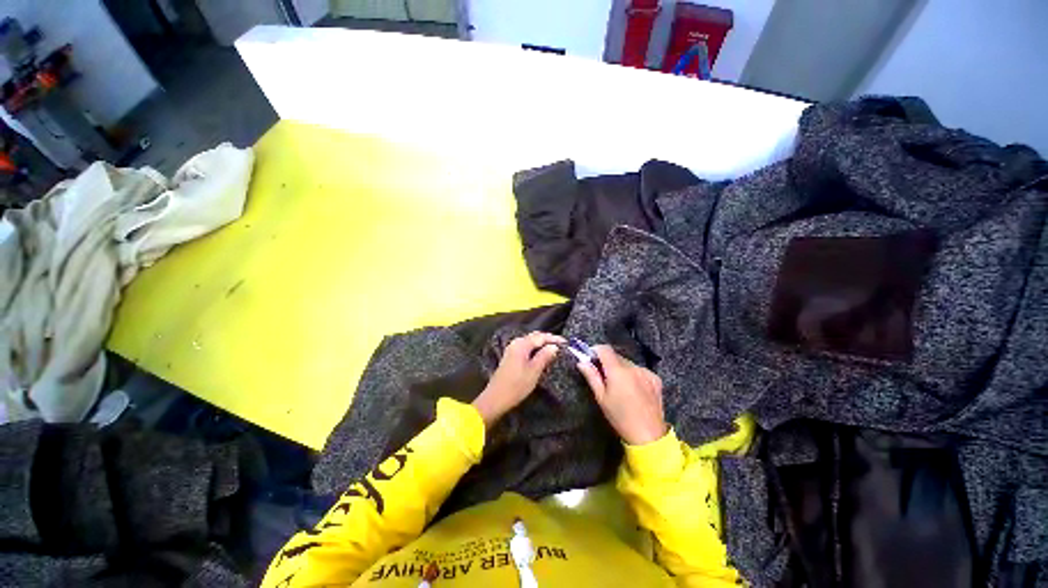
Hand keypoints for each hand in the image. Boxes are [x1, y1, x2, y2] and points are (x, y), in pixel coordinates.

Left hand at [472, 332, 564, 426]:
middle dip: (548, 339)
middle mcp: (516, 343)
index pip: (541, 337)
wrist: (495, 398)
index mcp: (521, 344)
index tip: (566, 342)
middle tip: (561, 345)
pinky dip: (535, 348)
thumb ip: (544, 356)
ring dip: (541, 343)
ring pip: (530, 342)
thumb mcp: (534, 371)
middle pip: (535, 337)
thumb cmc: (516, 385)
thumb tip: (554, 346)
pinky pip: (526, 347)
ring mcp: (512, 349)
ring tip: (554, 349)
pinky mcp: (510, 357)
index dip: (554, 339)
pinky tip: (541, 354)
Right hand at [577, 345, 666, 445]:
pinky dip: (633, 375)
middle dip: (607, 362)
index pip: (605, 349)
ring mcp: (646, 372)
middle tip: (603, 376)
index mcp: (618, 371)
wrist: (648, 435)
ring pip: (628, 363)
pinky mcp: (655, 378)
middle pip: (616, 356)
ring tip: (620, 386)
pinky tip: (633, 390)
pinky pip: (639, 370)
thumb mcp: (601, 398)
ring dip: (621, 368)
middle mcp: (633, 367)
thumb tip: (581, 362)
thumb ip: (591, 376)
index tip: (590, 358)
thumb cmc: (620, 417)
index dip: (595, 350)